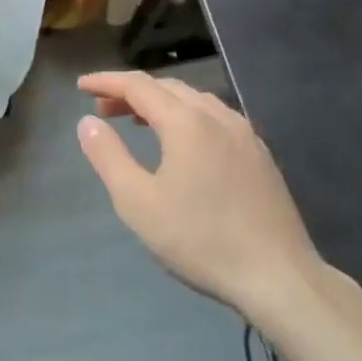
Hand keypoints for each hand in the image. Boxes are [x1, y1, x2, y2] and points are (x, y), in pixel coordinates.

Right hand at [77, 70, 329, 330]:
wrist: (281, 279)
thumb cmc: (202, 240)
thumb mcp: (138, 203)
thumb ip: (108, 157)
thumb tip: (88, 121)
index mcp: (186, 121)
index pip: (137, 85)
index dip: (106, 81)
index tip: (80, 86)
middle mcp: (216, 115)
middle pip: (166, 87)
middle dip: (130, 92)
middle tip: (104, 110)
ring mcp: (244, 133)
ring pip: (193, 100)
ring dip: (160, 103)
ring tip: (138, 122)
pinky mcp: (260, 154)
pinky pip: (214, 117)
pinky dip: (187, 116)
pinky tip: (183, 143)